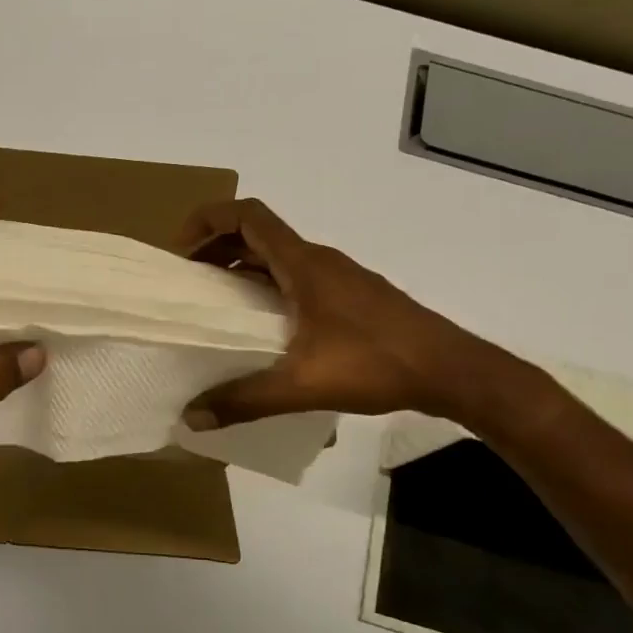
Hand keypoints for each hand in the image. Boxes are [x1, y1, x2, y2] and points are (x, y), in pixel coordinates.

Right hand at [177, 198, 508, 426]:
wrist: (451, 369)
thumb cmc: (377, 363)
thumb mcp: (303, 385)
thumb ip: (245, 400)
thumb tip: (191, 418)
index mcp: (302, 264)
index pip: (247, 215)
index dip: (207, 221)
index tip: (180, 253)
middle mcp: (318, 261)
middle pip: (256, 234)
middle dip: (215, 249)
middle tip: (187, 282)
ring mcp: (337, 278)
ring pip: (276, 258)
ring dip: (241, 270)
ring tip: (214, 306)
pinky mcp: (349, 297)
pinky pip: (295, 278)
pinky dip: (266, 288)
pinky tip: (262, 329)